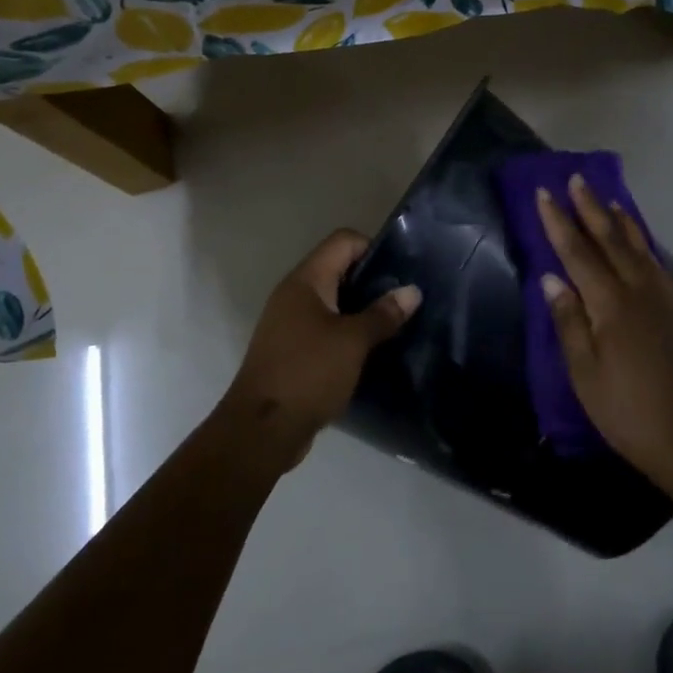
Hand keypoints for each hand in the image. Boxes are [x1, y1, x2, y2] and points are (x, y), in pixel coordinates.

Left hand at [223, 229, 420, 467]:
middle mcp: (294, 294)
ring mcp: (290, 323)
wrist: (261, 430)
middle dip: (373, 281)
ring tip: (394, 325)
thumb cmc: (308, 373)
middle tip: (404, 300)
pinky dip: (347, 333)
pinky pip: (325, 328)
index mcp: (306, 280)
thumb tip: (412, 291)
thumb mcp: (353, 342)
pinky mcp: (292, 350)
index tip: (400, 272)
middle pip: (339, 269)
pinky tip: (371, 350)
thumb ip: (383, 314)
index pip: (343, 241)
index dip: (374, 248)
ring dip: (362, 310)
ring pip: (333, 301)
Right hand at [536, 178, 672, 476]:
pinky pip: (654, 262)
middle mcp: (639, 290)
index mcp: (610, 304)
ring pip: (637, 246)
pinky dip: (641, 243)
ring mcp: (662, 298)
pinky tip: (636, 242)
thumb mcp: (583, 371)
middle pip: (610, 239)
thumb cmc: (624, 409)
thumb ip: (568, 320)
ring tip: (607, 198)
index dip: (559, 222)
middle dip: (590, 208)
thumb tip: (551, 278)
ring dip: (619, 219)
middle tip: (576, 179)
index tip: (544, 193)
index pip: (578, 252)